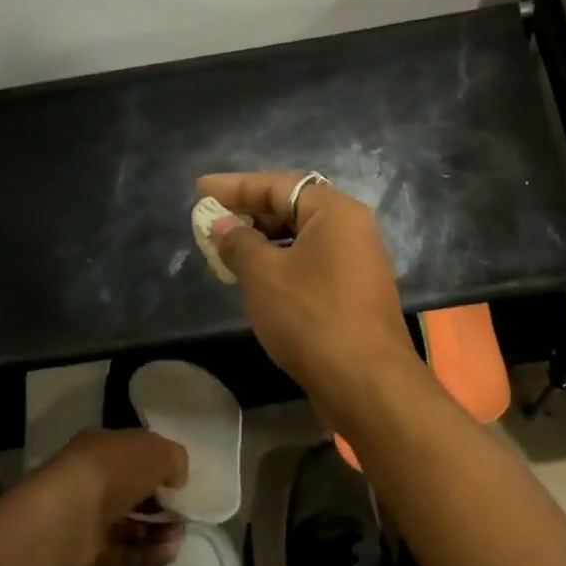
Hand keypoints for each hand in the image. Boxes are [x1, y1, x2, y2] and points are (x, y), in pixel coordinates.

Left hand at [23, 429, 188, 565]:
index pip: (135, 453)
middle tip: (184, 514)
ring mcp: (86, 516)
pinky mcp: (84, 550)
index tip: (181, 483)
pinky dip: (146, 553)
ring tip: (180, 536)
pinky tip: (169, 553)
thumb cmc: (113, 471)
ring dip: (158, 531)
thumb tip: (175, 479)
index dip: (160, 466)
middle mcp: (92, 479)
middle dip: (162, 504)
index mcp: (103, 447)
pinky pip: (122, 551)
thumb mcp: (157, 452)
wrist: (66, 517)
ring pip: (129, 524)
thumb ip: (174, 460)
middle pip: (133, 492)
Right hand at [197, 171, 419, 418]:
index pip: (278, 185)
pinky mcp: (356, 293)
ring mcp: (359, 263)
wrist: (365, 381)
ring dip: (264, 243)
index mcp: (335, 212)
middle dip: (249, 215)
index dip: (235, 186)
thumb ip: (238, 242)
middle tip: (211, 224)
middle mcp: (353, 229)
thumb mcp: (263, 275)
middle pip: (293, 208)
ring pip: (303, 240)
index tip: (199, 190)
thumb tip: (222, 223)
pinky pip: (313, 265)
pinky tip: (258, 282)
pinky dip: (283, 265)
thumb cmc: (310, 317)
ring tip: (227, 253)